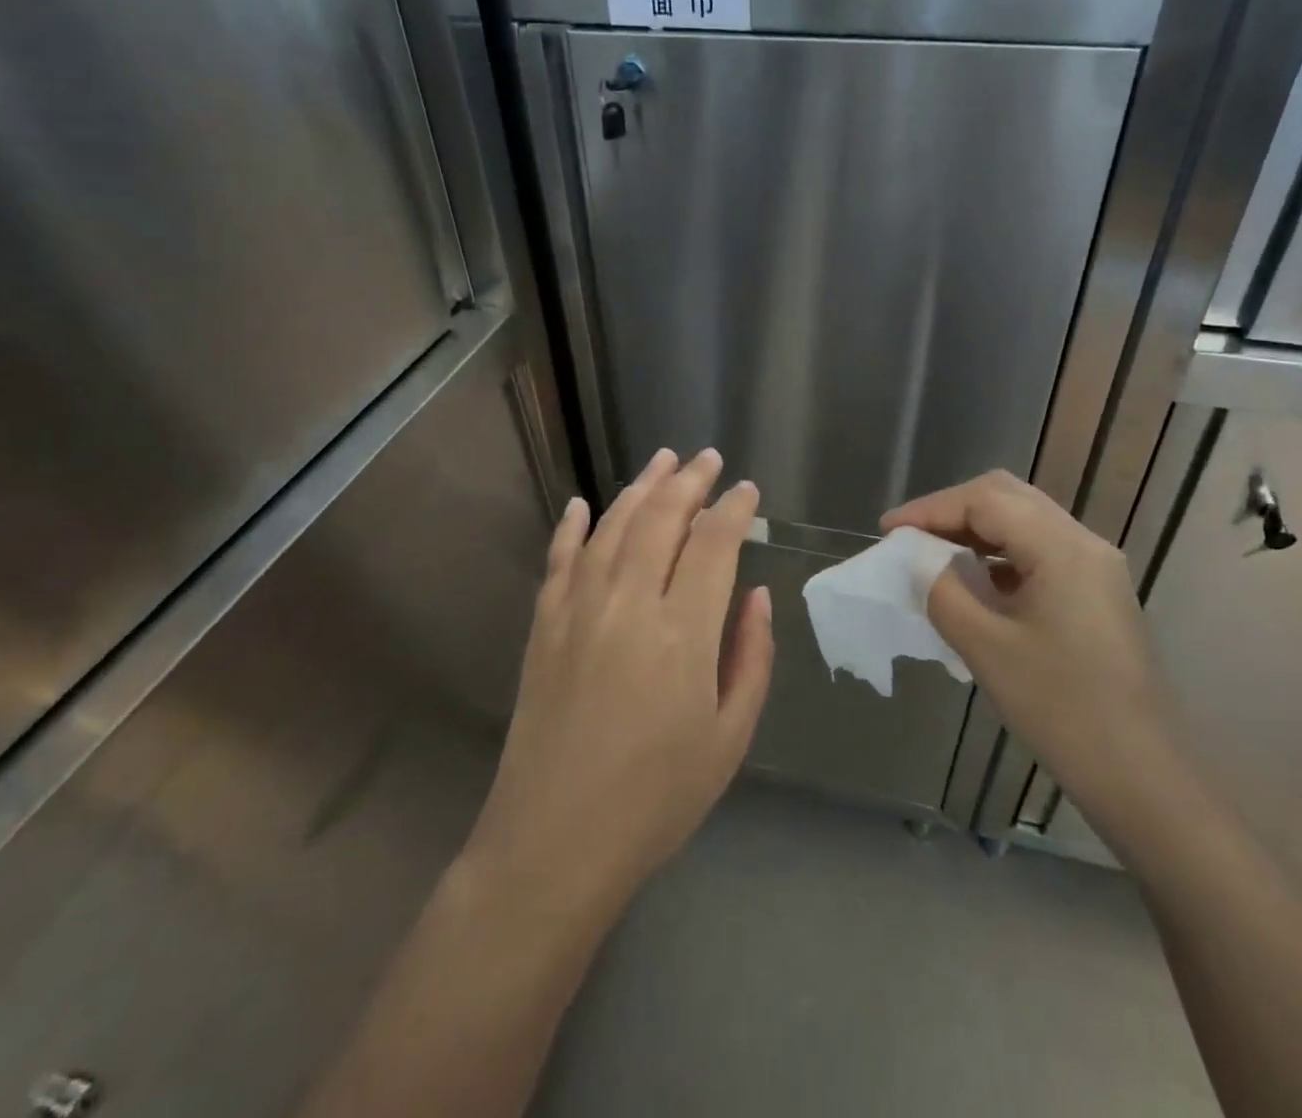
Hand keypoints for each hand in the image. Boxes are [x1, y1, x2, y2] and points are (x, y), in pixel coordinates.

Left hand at [464, 448, 774, 918]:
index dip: (732, 509)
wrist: (553, 842)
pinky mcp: (544, 626)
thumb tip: (757, 595)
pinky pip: (559, 560)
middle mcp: (628, 605)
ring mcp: (578, 610)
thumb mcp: (729, 737)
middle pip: (661, 520)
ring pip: (612, 527)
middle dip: (688, 482)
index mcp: (682, 634)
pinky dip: (572, 527)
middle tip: (707, 458)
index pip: (713, 545)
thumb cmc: (656, 799)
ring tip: (662, 461)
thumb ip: (750, 658)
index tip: (746, 491)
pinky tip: (582, 505)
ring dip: (639, 489)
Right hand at [882, 470, 1171, 825]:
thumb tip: (914, 559)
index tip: (887, 531)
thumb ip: (941, 590)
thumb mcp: (986, 647)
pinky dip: (998, 555)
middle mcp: (1084, 543)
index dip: (930, 508)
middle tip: (908, 538)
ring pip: (1024, 523)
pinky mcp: (1095, 594)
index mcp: (1062, 547)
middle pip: (1007, 498)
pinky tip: (972, 582)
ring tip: (930, 556)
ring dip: (974, 531)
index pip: (985, 500)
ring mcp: (1094, 568)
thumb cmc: (1062, 709)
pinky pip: (1037, 552)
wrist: (1144, 777)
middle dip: (951, 511)